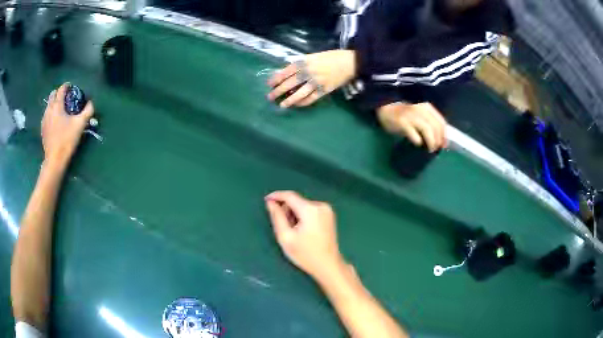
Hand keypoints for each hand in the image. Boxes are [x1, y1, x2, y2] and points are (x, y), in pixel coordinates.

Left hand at [41, 83, 93, 166]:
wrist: (54, 159)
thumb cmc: (67, 140)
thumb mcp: (80, 125)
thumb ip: (87, 111)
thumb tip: (91, 103)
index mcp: (58, 105)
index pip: (61, 89)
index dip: (67, 86)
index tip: (71, 87)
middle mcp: (49, 109)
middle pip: (52, 95)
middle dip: (58, 93)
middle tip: (65, 98)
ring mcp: (44, 119)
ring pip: (48, 105)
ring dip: (54, 103)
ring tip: (60, 109)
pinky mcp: (42, 128)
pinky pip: (46, 115)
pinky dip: (50, 113)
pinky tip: (54, 120)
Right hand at [265, 191, 344, 279]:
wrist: (328, 265)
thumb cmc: (305, 254)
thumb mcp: (285, 237)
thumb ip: (277, 217)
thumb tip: (271, 203)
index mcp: (310, 210)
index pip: (289, 196)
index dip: (276, 196)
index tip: (266, 200)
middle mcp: (320, 205)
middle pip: (297, 201)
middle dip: (286, 209)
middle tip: (282, 227)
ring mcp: (327, 210)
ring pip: (303, 205)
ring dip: (294, 214)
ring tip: (293, 232)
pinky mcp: (329, 215)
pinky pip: (310, 210)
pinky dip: (302, 216)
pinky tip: (302, 230)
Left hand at [267, 50, 355, 107]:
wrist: (350, 62)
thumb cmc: (331, 57)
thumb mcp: (314, 56)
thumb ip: (301, 63)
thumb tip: (288, 71)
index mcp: (305, 62)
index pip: (286, 71)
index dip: (276, 78)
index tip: (269, 84)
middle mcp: (309, 72)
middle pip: (290, 83)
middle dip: (278, 90)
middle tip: (270, 97)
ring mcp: (317, 82)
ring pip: (300, 93)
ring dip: (290, 100)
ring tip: (282, 105)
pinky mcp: (324, 90)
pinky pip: (311, 98)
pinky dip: (303, 103)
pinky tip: (297, 105)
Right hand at [377, 102, 447, 151]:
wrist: (384, 105)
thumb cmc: (402, 110)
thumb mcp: (418, 112)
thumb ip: (427, 120)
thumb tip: (437, 135)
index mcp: (426, 107)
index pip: (441, 121)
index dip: (444, 134)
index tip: (444, 144)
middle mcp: (421, 110)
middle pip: (435, 127)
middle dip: (438, 140)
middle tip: (435, 148)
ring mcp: (411, 115)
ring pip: (427, 130)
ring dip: (431, 142)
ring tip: (429, 149)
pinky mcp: (402, 122)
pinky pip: (414, 134)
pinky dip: (418, 141)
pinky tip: (417, 144)